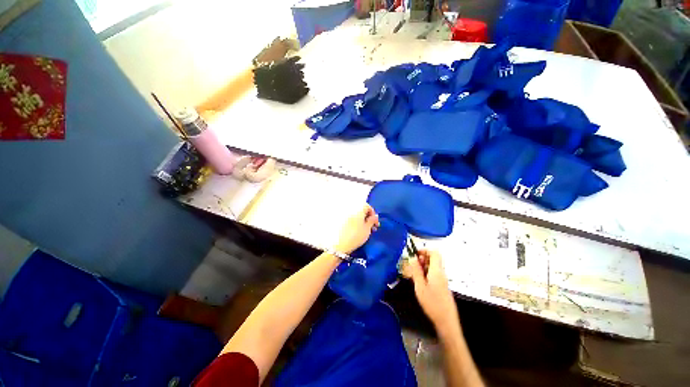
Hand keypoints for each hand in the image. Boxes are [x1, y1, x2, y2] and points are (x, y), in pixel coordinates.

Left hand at [334, 205, 379, 253]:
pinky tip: (358, 231)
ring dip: (362, 221)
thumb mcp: (367, 229)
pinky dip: (356, 223)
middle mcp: (350, 210)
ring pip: (356, 216)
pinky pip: (351, 220)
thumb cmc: (356, 236)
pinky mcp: (341, 222)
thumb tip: (375, 216)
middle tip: (372, 228)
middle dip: (368, 218)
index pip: (367, 206)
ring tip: (366, 231)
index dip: (373, 214)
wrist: (340, 245)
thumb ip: (372, 221)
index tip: (375, 223)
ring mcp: (344, 216)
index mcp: (358, 210)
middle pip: (361, 211)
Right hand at [403, 250, 459, 330]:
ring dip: (423, 267)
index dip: (425, 250)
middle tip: (413, 265)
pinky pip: (434, 274)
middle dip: (422, 259)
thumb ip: (416, 271)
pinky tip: (420, 282)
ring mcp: (443, 280)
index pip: (435, 253)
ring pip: (433, 267)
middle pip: (434, 259)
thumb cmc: (432, 303)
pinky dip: (426, 274)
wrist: (446, 321)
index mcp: (437, 271)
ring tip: (414, 274)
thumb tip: (413, 258)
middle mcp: (441, 273)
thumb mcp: (420, 286)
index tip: (415, 254)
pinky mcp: (442, 286)